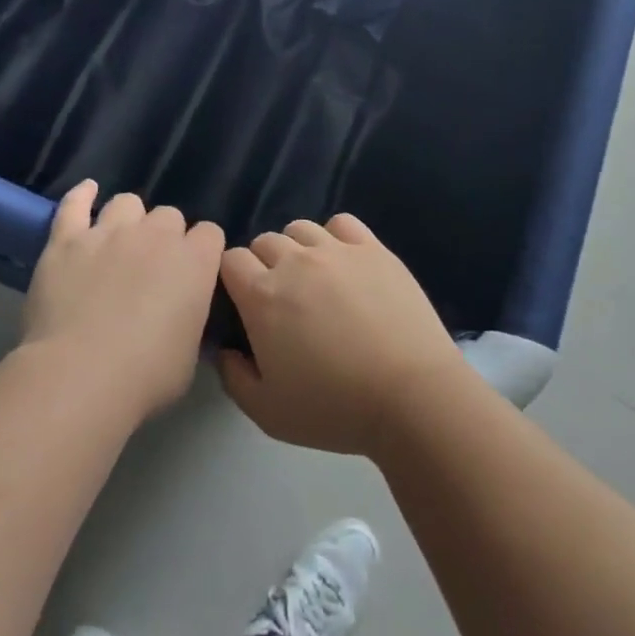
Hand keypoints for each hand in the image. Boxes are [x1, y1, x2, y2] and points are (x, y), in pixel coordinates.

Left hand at [22, 181, 223, 420]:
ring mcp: (109, 232)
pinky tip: (87, 192)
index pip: (210, 234)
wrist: (81, 375)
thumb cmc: (147, 375)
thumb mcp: (190, 353)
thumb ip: (191, 320)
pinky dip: (82, 196)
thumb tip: (183, 316)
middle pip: (169, 215)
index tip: (193, 274)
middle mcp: (157, 235)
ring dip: (128, 219)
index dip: (202, 252)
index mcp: (196, 261)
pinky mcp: (67, 241)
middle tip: (152, 267)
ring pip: (127, 203)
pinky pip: (74, 204)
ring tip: (120, 241)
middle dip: (165, 236)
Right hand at [216, 213, 471, 455]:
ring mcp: (337, 250)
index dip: (232, 278)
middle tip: (280, 299)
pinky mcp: (374, 248)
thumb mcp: (266, 412)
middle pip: (264, 241)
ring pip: (300, 228)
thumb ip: (233, 377)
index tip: (243, 302)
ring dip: (296, 248)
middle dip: (262, 264)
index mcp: (262, 296)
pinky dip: (334, 236)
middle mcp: (296, 262)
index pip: (230, 260)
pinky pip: (342, 223)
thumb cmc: (334, 408)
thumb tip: (225, 349)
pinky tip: (342, 262)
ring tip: (312, 278)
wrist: (410, 395)